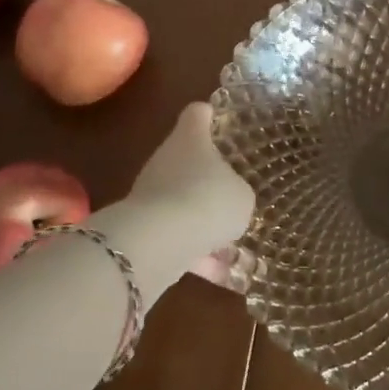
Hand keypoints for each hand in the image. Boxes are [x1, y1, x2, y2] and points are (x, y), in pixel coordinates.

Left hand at [104, 103, 254, 290]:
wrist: (160, 240)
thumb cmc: (208, 199)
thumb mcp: (242, 196)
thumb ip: (238, 192)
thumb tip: (230, 197)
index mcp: (190, 139)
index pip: (197, 114)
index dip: (210, 114)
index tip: (220, 119)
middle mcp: (167, 160)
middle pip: (188, 159)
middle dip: (209, 177)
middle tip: (235, 190)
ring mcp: (152, 194)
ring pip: (184, 202)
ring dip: (204, 221)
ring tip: (235, 244)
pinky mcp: (146, 229)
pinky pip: (179, 238)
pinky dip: (198, 254)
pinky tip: (224, 276)